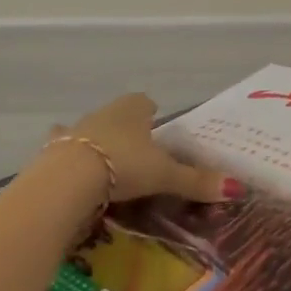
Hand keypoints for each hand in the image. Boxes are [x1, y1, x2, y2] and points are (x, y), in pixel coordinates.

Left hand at [50, 93, 237, 204]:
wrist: (68, 179)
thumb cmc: (124, 166)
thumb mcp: (165, 175)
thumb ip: (196, 181)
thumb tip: (237, 188)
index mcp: (134, 108)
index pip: (147, 103)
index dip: (152, 116)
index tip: (157, 134)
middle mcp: (105, 111)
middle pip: (120, 115)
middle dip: (127, 131)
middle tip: (137, 157)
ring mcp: (77, 128)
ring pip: (92, 129)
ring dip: (98, 142)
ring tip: (106, 166)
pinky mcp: (53, 149)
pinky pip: (63, 148)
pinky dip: (67, 156)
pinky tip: (69, 169)